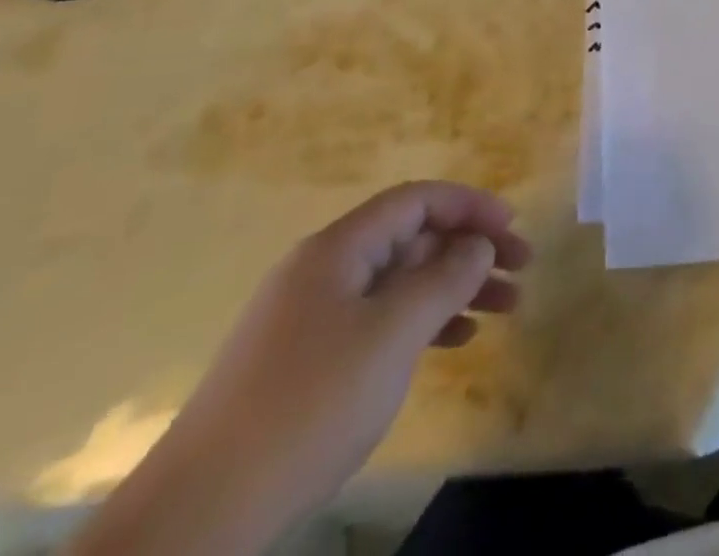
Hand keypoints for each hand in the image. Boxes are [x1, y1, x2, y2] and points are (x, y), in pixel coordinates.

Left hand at [140, 183, 530, 542]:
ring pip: (399, 282)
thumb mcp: (390, 335)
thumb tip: (479, 245)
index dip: (469, 205)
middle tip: (521, 271)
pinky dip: (421, 322)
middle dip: (469, 250)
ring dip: (453, 288)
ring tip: (503, 310)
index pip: (416, 200)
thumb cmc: (307, 406)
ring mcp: (311, 317)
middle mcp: (324, 270)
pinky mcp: (305, 361)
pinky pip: (378, 320)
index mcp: (337, 249)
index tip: (513, 227)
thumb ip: (444, 280)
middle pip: (411, 239)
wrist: (198, 517)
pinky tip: (454, 341)